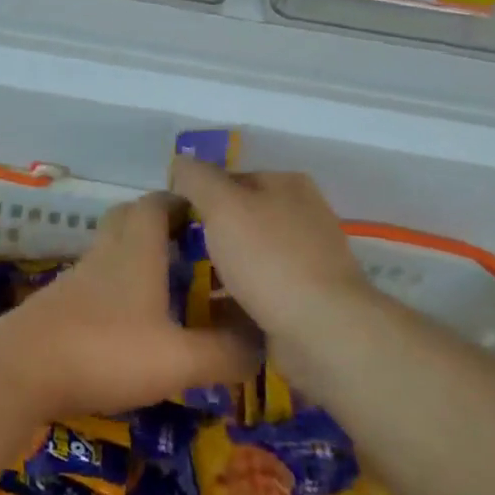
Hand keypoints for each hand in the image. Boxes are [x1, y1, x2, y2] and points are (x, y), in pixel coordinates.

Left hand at [0, 191, 256, 419]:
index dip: (182, 202)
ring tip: (169, 286)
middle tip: (189, 246)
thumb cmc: (104, 350)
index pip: (157, 203)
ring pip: (111, 250)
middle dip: (158, 222)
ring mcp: (78, 278)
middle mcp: (106, 254)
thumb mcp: (177, 359)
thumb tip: (262, 342)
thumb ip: (224, 352)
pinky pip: (96, 281)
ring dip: (137, 257)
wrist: (20, 370)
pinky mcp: (59, 304)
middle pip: (129, 218)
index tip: (208, 215)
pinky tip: (131, 322)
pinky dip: (117, 288)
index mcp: (136, 250)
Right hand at [168, 158, 370, 339]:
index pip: (230, 178)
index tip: (170, 220)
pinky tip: (209, 314)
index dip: (198, 194)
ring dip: (219, 271)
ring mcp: (307, 260)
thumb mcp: (223, 205)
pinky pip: (258, 292)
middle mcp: (302, 216)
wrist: (323, 331)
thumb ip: (197, 179)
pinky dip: (235, 300)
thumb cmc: (270, 258)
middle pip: (240, 218)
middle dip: (208, 236)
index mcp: (288, 184)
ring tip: (184, 287)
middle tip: (174, 254)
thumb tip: (180, 164)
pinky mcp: (305, 301)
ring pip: (248, 257)